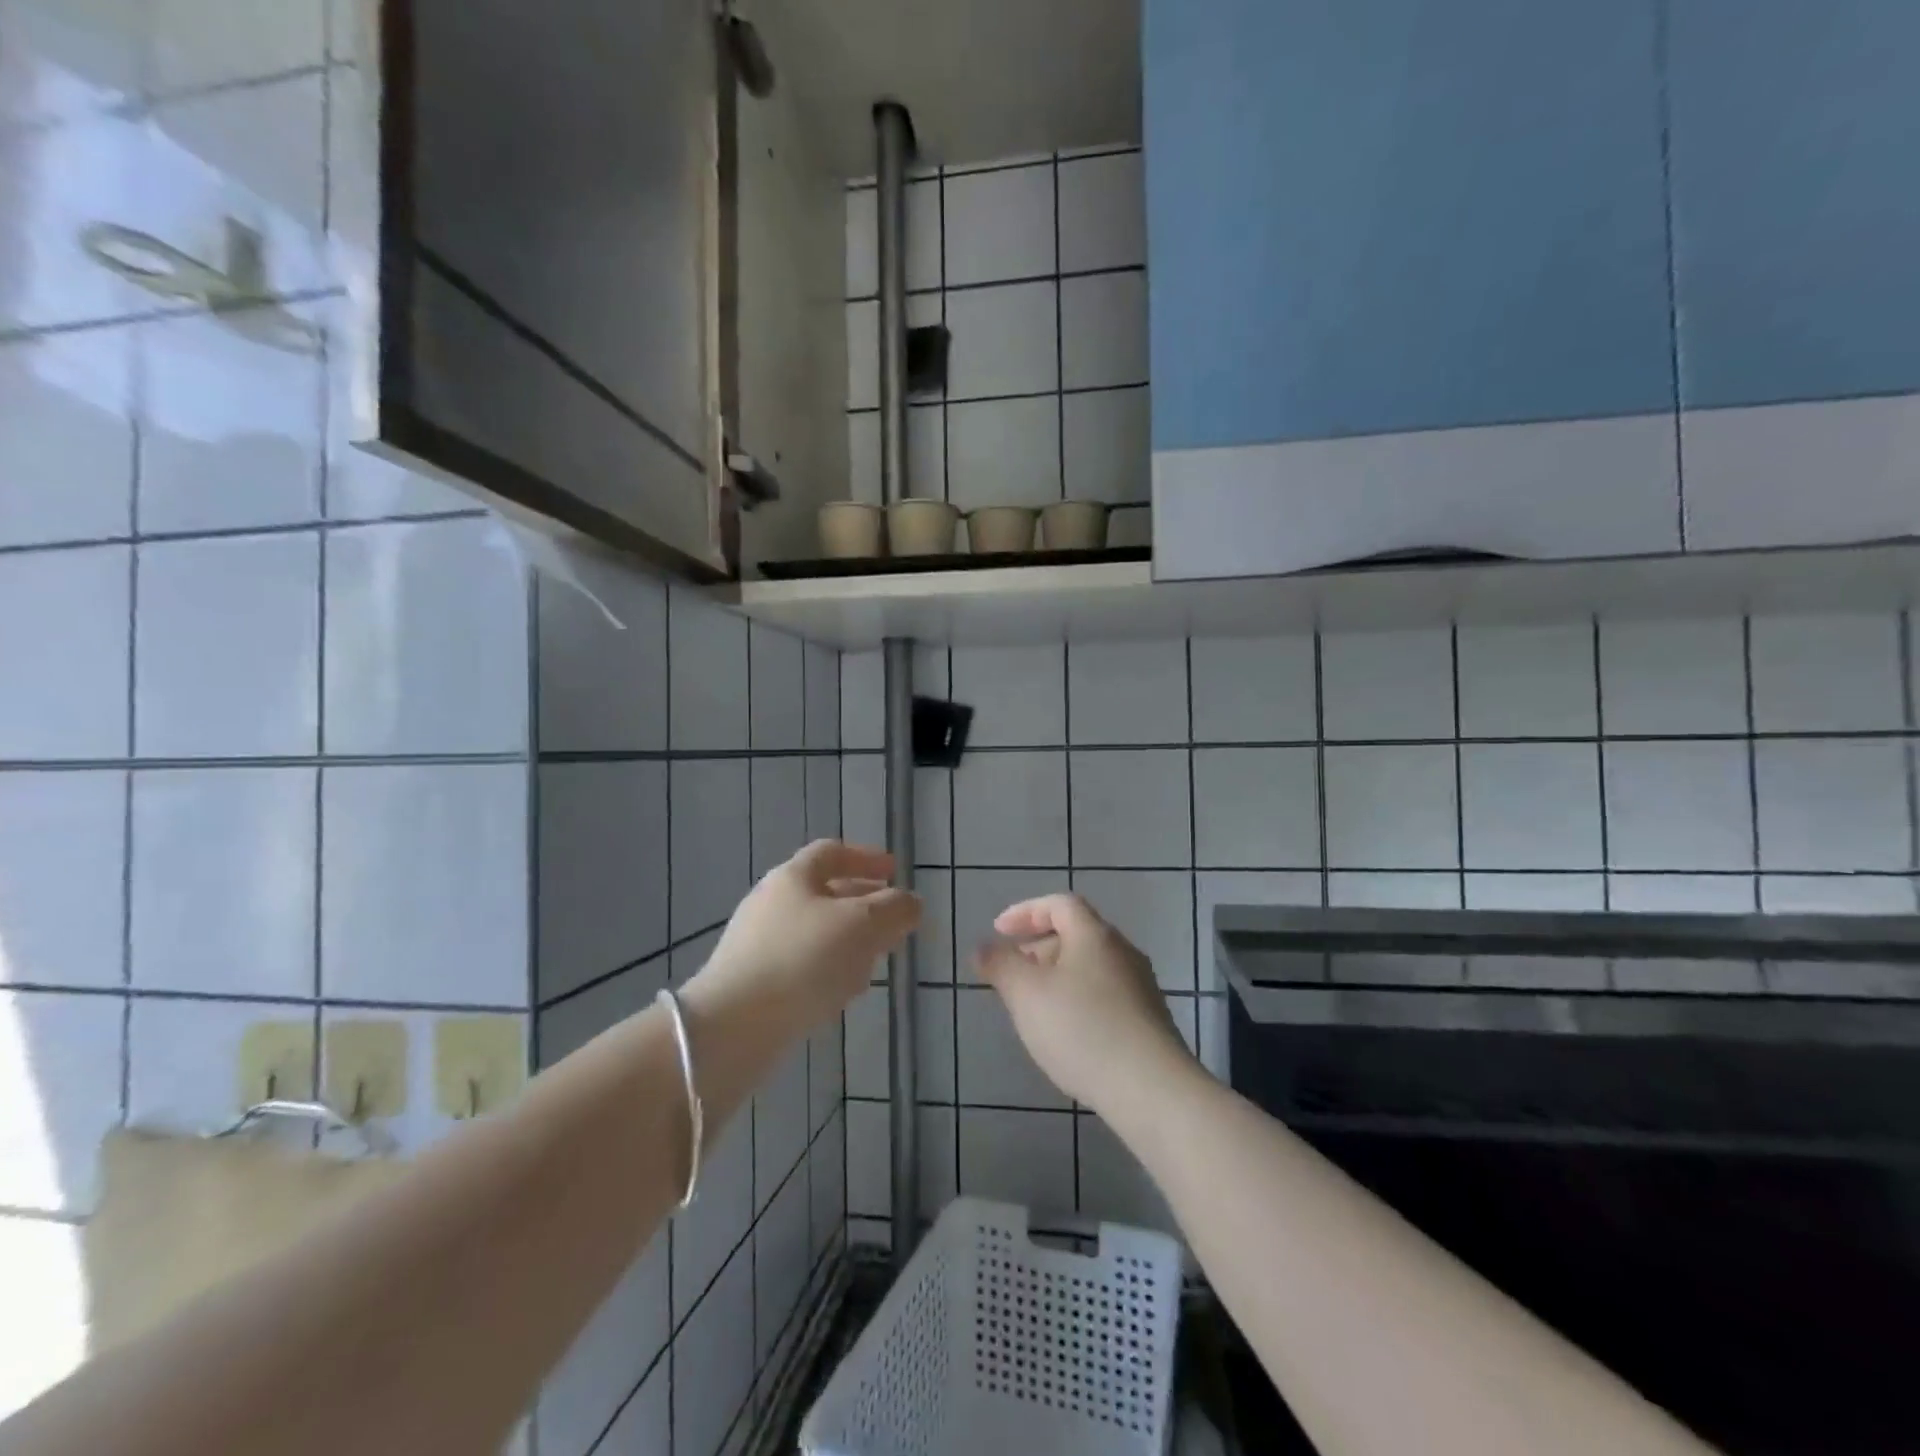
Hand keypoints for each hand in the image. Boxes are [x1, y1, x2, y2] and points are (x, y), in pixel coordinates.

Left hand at [687, 841, 920, 1037]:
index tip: (895, 872)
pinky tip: (843, 994)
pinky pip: (801, 966)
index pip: (832, 852)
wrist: (732, 1028)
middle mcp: (772, 903)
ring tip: (876, 961)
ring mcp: (758, 944)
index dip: (866, 858)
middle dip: (864, 906)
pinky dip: (828, 970)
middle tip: (894, 923)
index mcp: (793, 877)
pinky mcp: (753, 982)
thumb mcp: (862, 925)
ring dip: (850, 942)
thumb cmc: (803, 960)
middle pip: (825, 894)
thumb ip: (894, 908)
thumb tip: (910, 903)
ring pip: (816, 933)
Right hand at [975, 894, 1195, 1115]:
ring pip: (1090, 967)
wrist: (1152, 1089)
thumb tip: (983, 947)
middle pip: (1077, 933)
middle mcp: (1123, 952)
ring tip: (1033, 1005)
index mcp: (1094, 935)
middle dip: (1039, 947)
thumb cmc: (1082, 1029)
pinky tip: (1066, 1033)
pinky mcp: (1149, 1020)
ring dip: (1058, 975)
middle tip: (1012, 972)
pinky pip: (1105, 994)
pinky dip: (1078, 999)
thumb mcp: (1026, 994)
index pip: (1059, 904)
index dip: (1026, 912)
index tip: (999, 932)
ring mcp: (1141, 987)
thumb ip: (1000, 965)